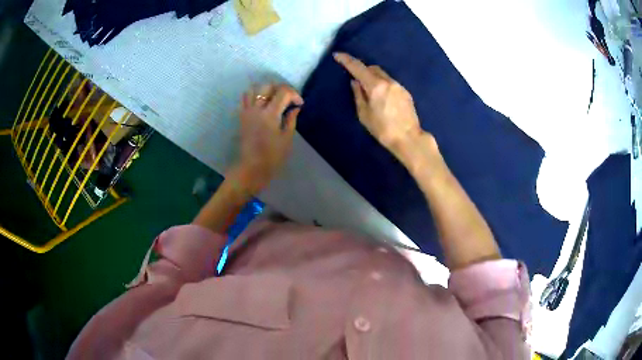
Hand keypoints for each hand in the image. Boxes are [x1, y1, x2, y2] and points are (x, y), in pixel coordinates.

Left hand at [234, 83, 303, 193]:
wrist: (251, 167)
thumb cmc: (272, 156)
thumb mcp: (286, 138)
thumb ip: (291, 119)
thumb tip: (295, 108)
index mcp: (270, 114)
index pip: (283, 92)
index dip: (294, 94)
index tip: (299, 104)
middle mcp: (257, 108)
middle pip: (268, 86)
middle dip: (281, 89)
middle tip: (288, 99)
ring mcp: (247, 111)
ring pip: (255, 88)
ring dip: (267, 89)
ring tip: (274, 98)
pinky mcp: (242, 115)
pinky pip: (246, 97)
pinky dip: (254, 94)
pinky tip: (262, 102)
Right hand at [333, 52, 434, 163]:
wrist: (408, 138)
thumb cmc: (383, 129)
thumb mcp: (364, 114)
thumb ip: (358, 95)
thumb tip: (355, 82)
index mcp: (376, 86)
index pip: (358, 67)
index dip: (347, 60)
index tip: (338, 55)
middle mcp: (388, 81)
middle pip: (372, 68)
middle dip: (362, 70)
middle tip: (356, 80)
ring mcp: (399, 86)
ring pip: (383, 75)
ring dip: (374, 77)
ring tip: (370, 91)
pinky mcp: (406, 92)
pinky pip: (391, 83)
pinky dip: (383, 84)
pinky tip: (383, 98)